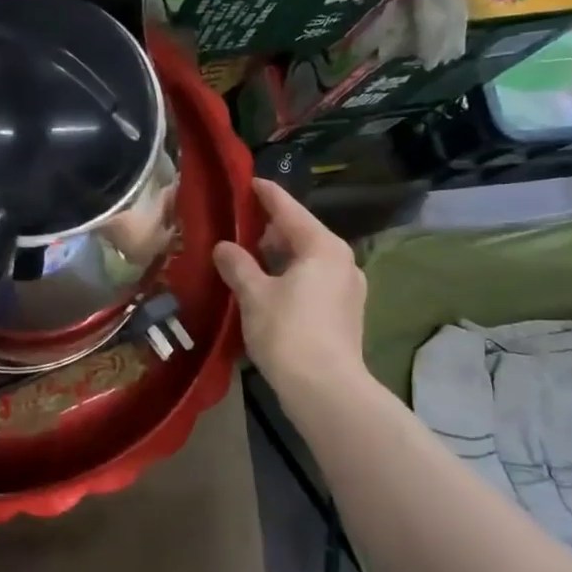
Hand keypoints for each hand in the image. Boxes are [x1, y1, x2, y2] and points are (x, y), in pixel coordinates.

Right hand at [213, 179, 367, 395]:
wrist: (325, 390)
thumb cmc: (288, 332)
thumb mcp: (253, 294)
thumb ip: (237, 264)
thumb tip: (223, 247)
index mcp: (322, 247)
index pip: (288, 209)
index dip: (266, 194)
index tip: (248, 181)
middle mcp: (342, 260)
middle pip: (299, 234)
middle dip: (267, 230)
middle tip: (235, 229)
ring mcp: (347, 288)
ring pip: (306, 260)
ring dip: (277, 258)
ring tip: (245, 261)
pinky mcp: (345, 313)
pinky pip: (312, 281)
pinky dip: (289, 278)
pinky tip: (266, 289)